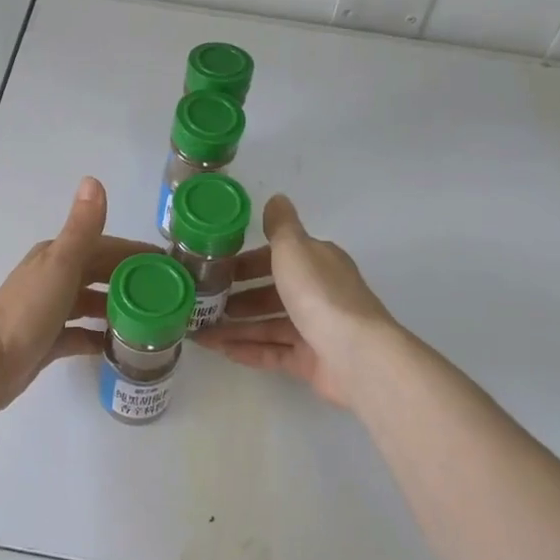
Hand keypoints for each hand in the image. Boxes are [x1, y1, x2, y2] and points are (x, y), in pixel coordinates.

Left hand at [0, 177, 154, 417]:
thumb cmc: (27, 311)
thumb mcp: (60, 265)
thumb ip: (81, 227)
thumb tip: (94, 180)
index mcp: (57, 256)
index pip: (106, 247)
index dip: (136, 253)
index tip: (172, 266)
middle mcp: (54, 278)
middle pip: (100, 274)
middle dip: (132, 281)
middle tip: (170, 298)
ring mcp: (50, 310)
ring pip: (92, 303)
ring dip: (118, 309)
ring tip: (154, 323)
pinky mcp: (48, 341)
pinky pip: (81, 335)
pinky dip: (100, 338)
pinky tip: (122, 348)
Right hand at [195, 193, 400, 409]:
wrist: (357, 355)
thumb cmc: (319, 294)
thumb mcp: (294, 249)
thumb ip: (280, 226)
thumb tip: (276, 198)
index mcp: (317, 263)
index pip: (277, 258)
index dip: (247, 263)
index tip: (216, 270)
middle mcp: (318, 293)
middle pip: (272, 293)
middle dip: (238, 298)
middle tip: (204, 304)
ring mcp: (316, 329)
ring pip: (269, 325)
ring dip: (236, 327)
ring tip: (202, 333)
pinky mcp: (312, 362)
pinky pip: (274, 353)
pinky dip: (249, 350)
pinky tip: (222, 351)